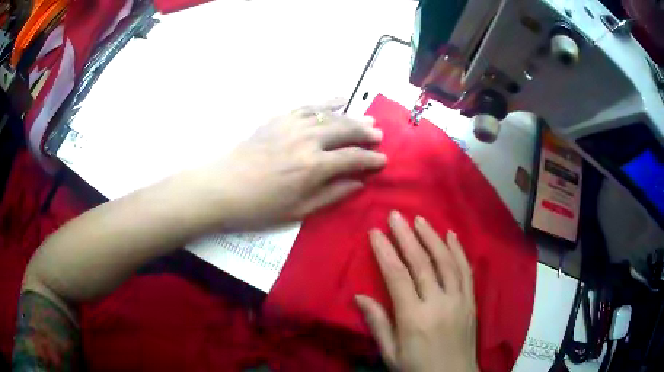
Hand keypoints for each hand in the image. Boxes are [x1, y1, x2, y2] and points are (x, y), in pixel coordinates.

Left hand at [198, 100, 386, 228]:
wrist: (223, 186)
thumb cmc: (261, 206)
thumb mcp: (299, 210)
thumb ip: (333, 194)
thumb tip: (359, 182)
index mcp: (314, 166)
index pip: (353, 158)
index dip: (371, 159)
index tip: (383, 160)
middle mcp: (308, 140)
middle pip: (346, 130)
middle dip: (367, 133)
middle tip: (379, 136)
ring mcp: (293, 124)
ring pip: (331, 115)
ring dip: (352, 117)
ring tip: (367, 119)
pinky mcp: (280, 118)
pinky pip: (310, 106)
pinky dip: (327, 102)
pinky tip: (339, 99)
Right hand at [356, 211, 477, 371]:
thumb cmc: (417, 368)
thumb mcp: (390, 353)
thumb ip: (377, 323)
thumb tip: (359, 297)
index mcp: (414, 318)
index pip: (397, 277)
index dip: (386, 252)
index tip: (376, 232)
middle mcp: (438, 303)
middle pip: (422, 263)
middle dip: (407, 236)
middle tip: (396, 215)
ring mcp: (459, 300)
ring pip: (446, 262)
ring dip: (433, 237)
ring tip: (420, 220)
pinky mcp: (471, 301)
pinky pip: (466, 271)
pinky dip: (459, 251)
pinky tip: (452, 235)